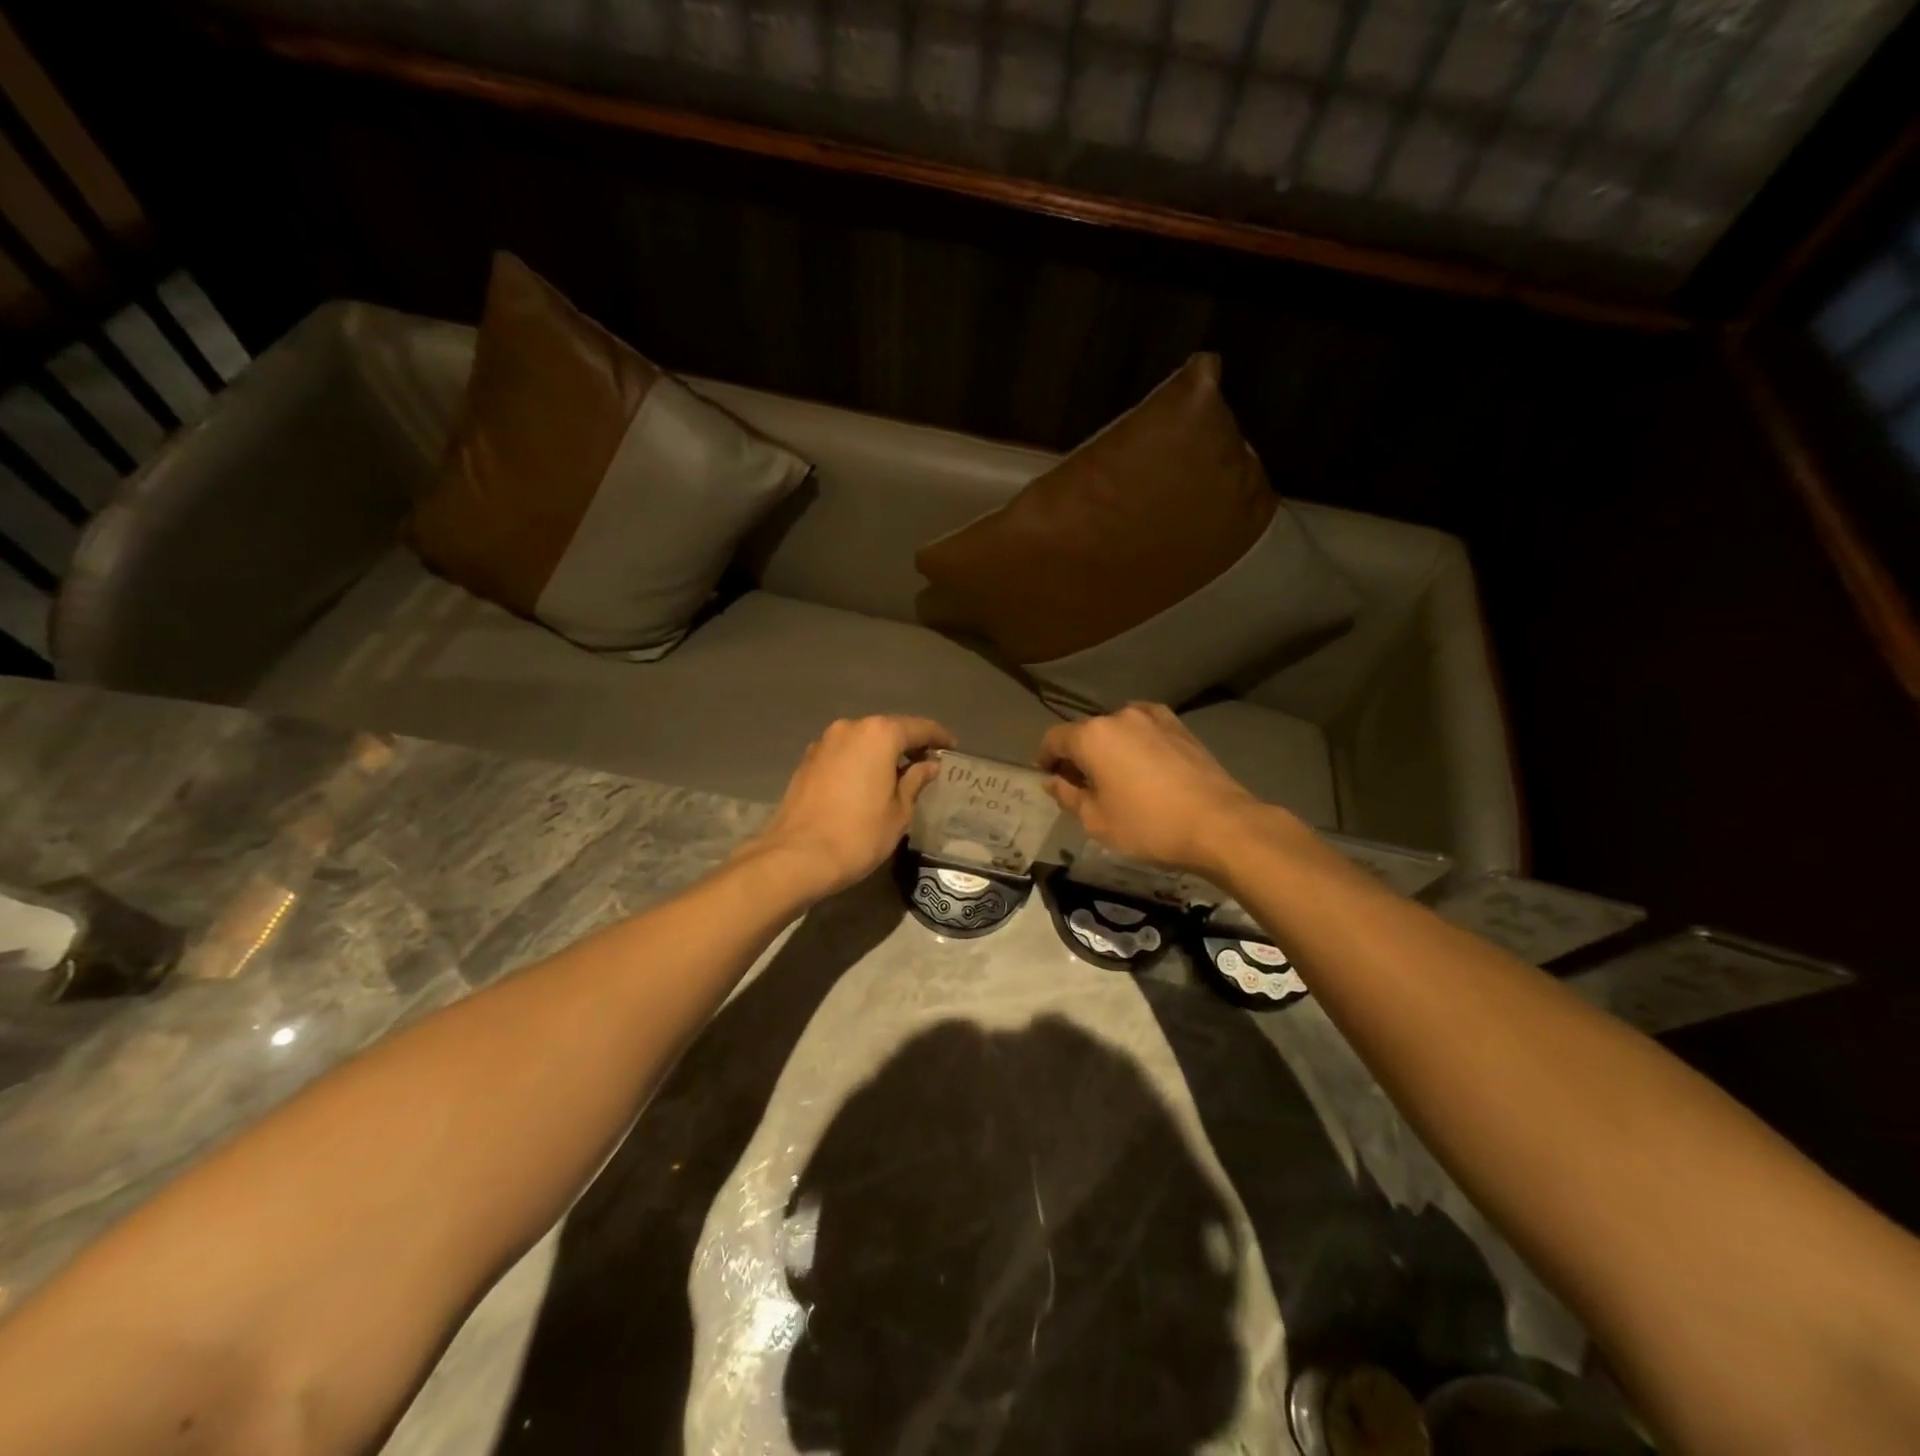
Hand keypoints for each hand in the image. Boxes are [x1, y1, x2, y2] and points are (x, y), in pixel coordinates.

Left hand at [750, 715, 956, 898]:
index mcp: (879, 734)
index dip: (938, 737)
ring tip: (898, 775)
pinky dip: (860, 762)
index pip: (918, 728)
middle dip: (908, 744)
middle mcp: (850, 728)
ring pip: (863, 741)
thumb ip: (915, 781)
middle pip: (887, 730)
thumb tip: (928, 765)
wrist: (797, 856)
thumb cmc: (859, 834)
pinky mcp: (807, 761)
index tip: (952, 747)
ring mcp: (824, 743)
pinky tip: (867, 782)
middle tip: (926, 763)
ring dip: (881, 753)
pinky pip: (844, 754)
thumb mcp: (899, 811)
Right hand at [1038, 703, 1292, 873]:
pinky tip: (1143, 767)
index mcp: (1092, 736)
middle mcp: (1120, 716)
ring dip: (1109, 748)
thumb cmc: (1148, 825)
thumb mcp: (1096, 821)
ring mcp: (1154, 718)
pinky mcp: (1181, 728)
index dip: (1045, 757)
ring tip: (1115, 777)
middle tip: (1080, 785)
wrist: (1219, 824)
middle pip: (1086, 732)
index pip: (1054, 739)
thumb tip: (1054, 780)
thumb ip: (1067, 796)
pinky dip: (1136, 744)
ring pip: (1118, 730)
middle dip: (1078, 755)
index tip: (1048, 776)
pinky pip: (1145, 730)